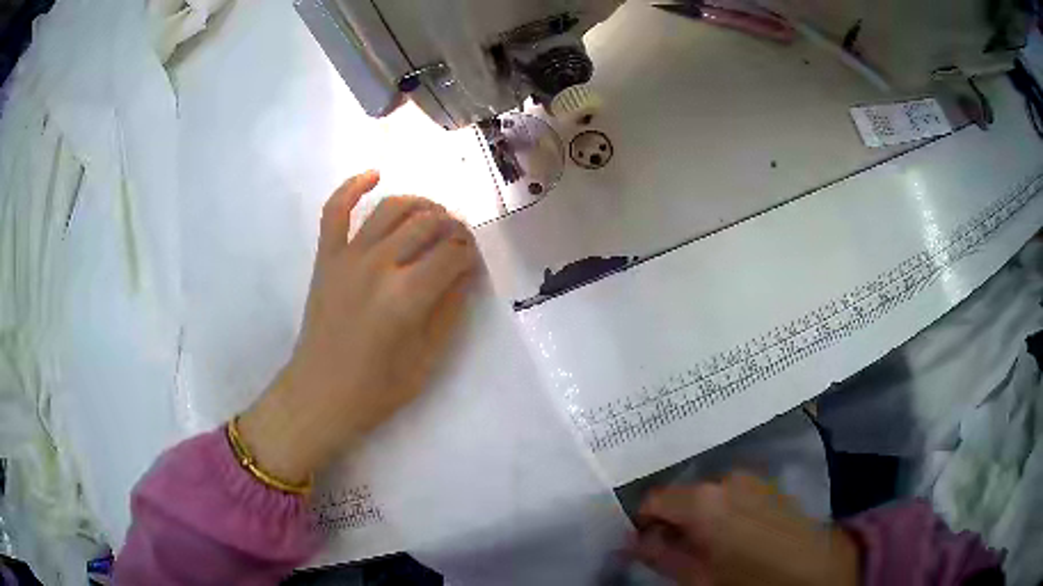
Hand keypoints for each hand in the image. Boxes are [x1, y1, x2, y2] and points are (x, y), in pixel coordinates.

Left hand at [238, 171, 478, 485]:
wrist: (320, 394)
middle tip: (460, 239)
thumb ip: (450, 309)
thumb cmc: (377, 388)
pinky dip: (353, 186)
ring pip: (391, 208)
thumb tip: (466, 271)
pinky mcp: (326, 257)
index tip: (474, 261)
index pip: (452, 254)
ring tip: (433, 215)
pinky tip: (374, 175)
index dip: (470, 253)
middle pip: (428, 223)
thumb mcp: (427, 357)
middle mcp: (379, 265)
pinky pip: (336, 209)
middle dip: (453, 226)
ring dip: (420, 204)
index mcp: (407, 296)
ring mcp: (348, 256)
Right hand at [632, 473, 859, 585]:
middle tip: (677, 551)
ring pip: (708, 494)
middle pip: (683, 495)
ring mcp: (752, 478)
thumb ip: (660, 556)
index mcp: (703, 500)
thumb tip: (632, 541)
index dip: (643, 522)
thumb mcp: (698, 578)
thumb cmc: (750, 580)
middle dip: (674, 521)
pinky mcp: (769, 485)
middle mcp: (726, 478)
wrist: (815, 570)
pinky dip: (723, 511)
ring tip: (709, 546)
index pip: (652, 499)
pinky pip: (732, 494)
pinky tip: (735, 535)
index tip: (644, 544)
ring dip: (700, 516)